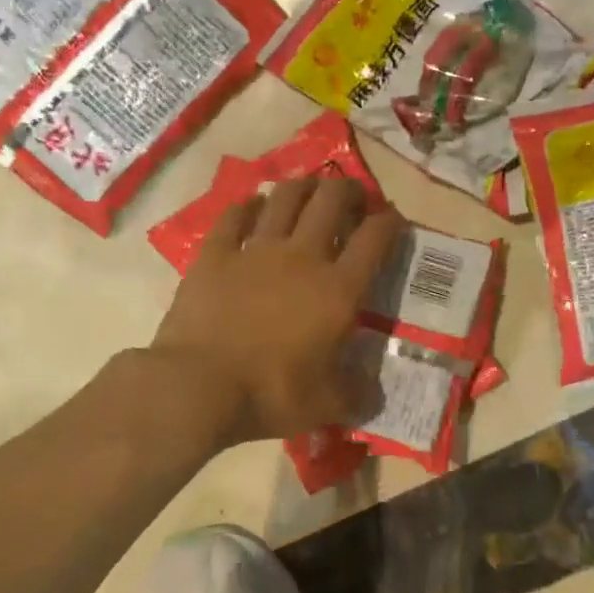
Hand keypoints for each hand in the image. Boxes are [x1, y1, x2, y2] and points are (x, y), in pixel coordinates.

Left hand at [150, 174, 402, 446]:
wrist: (199, 387)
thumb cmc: (272, 394)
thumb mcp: (327, 405)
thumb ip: (357, 394)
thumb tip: (373, 393)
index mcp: (339, 289)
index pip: (375, 239)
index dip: (390, 221)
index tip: (394, 219)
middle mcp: (302, 257)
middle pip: (331, 201)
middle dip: (348, 190)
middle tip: (352, 195)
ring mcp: (255, 250)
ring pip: (285, 198)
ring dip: (303, 187)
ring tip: (310, 189)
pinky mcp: (214, 254)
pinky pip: (234, 216)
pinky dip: (247, 206)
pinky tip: (253, 205)